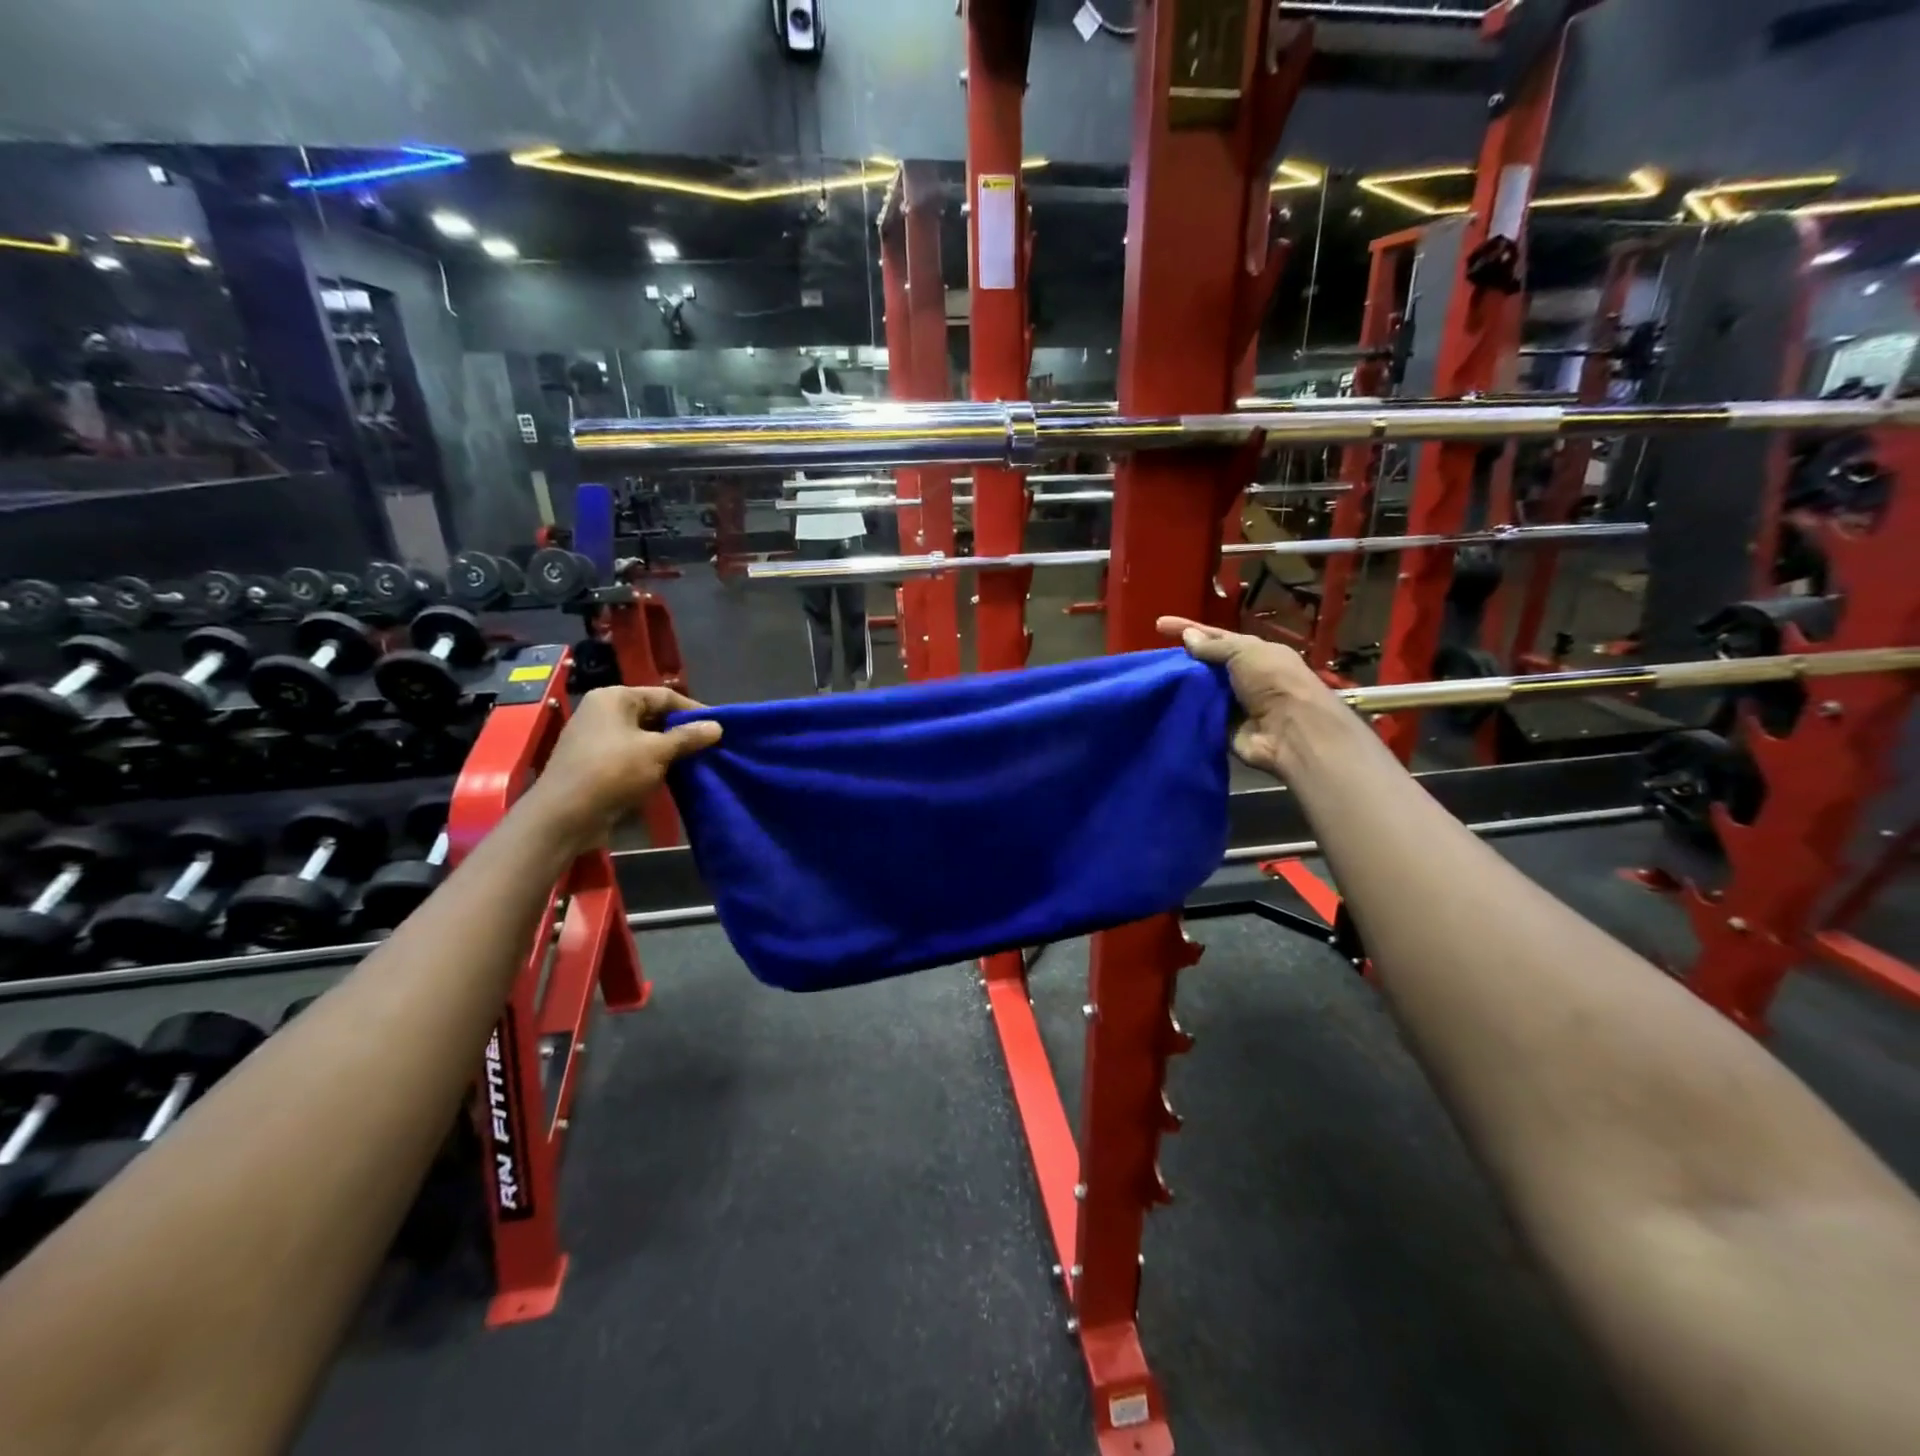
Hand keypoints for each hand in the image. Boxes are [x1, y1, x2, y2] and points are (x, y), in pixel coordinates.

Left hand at [523, 686, 722, 850]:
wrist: (565, 815)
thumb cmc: (612, 772)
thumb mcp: (657, 751)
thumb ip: (688, 737)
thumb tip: (717, 727)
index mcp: (615, 698)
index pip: (664, 696)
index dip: (693, 710)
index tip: (719, 726)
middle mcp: (603, 711)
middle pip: (652, 714)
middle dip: (681, 730)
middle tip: (709, 745)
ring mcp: (596, 737)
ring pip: (643, 736)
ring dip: (668, 748)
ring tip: (695, 761)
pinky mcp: (594, 762)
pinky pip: (631, 754)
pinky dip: (651, 761)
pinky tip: (670, 774)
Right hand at [1158, 616, 1362, 778]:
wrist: (1292, 732)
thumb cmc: (1273, 682)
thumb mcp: (1244, 653)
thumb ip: (1214, 646)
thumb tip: (1189, 636)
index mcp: (1255, 653)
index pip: (1216, 637)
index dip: (1188, 628)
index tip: (1159, 625)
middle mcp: (1244, 676)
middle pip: (1206, 664)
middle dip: (1182, 659)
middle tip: (1152, 659)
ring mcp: (1233, 703)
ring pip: (1200, 690)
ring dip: (1180, 686)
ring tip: (1151, 680)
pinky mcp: (1223, 728)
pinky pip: (1199, 715)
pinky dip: (1184, 710)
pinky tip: (1161, 704)